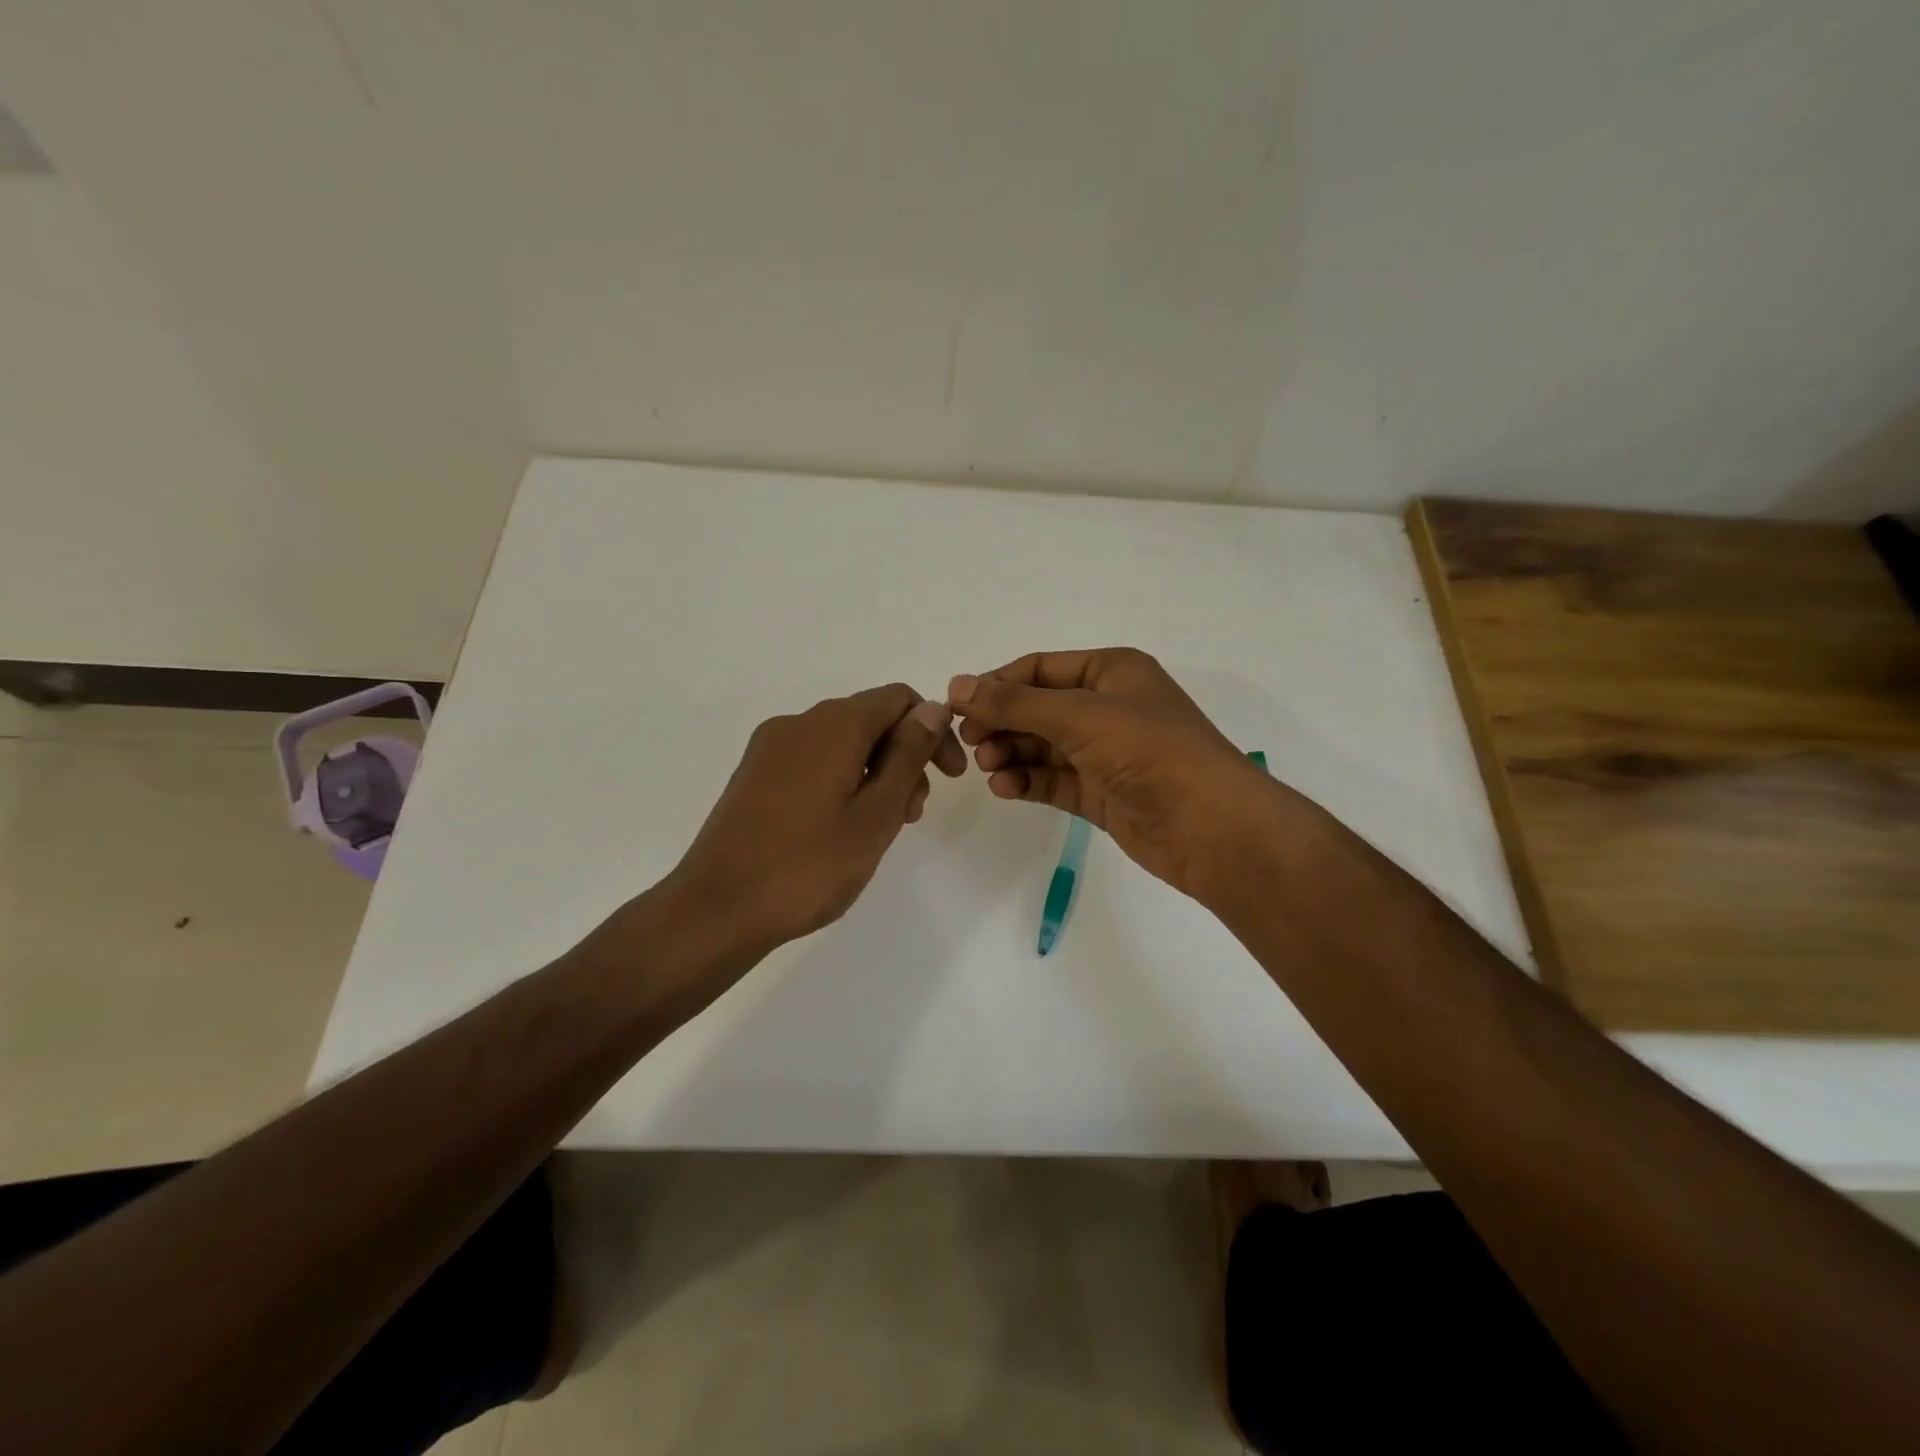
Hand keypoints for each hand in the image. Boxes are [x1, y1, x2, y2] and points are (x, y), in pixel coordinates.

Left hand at [666, 684, 965, 954]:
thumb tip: (932, 709)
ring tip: (880, 828)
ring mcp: (770, 749)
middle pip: (869, 719)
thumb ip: (908, 755)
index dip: (933, 731)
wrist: (717, 909)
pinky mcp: (754, 775)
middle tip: (911, 814)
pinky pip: (813, 761)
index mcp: (833, 725)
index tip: (948, 778)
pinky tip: (842, 827)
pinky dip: (842, 780)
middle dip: (904, 757)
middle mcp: (798, 723)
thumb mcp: (876, 813)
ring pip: (842, 743)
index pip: (899, 699)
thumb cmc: (809, 865)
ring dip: (875, 772)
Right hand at [949, 648, 1286, 898]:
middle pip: (1038, 707)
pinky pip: (1054, 780)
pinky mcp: (1102, 793)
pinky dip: (1027, 781)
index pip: (1039, 668)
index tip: (956, 706)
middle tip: (968, 742)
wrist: (1210, 826)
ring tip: (987, 767)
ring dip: (1011, 753)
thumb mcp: (1079, 716)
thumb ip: (1014, 703)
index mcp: (1112, 671)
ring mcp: (1106, 752)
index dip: (996, 684)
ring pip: (1043, 746)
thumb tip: (957, 686)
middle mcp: (1108, 706)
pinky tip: (1004, 788)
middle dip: (1002, 722)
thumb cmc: (1148, 751)